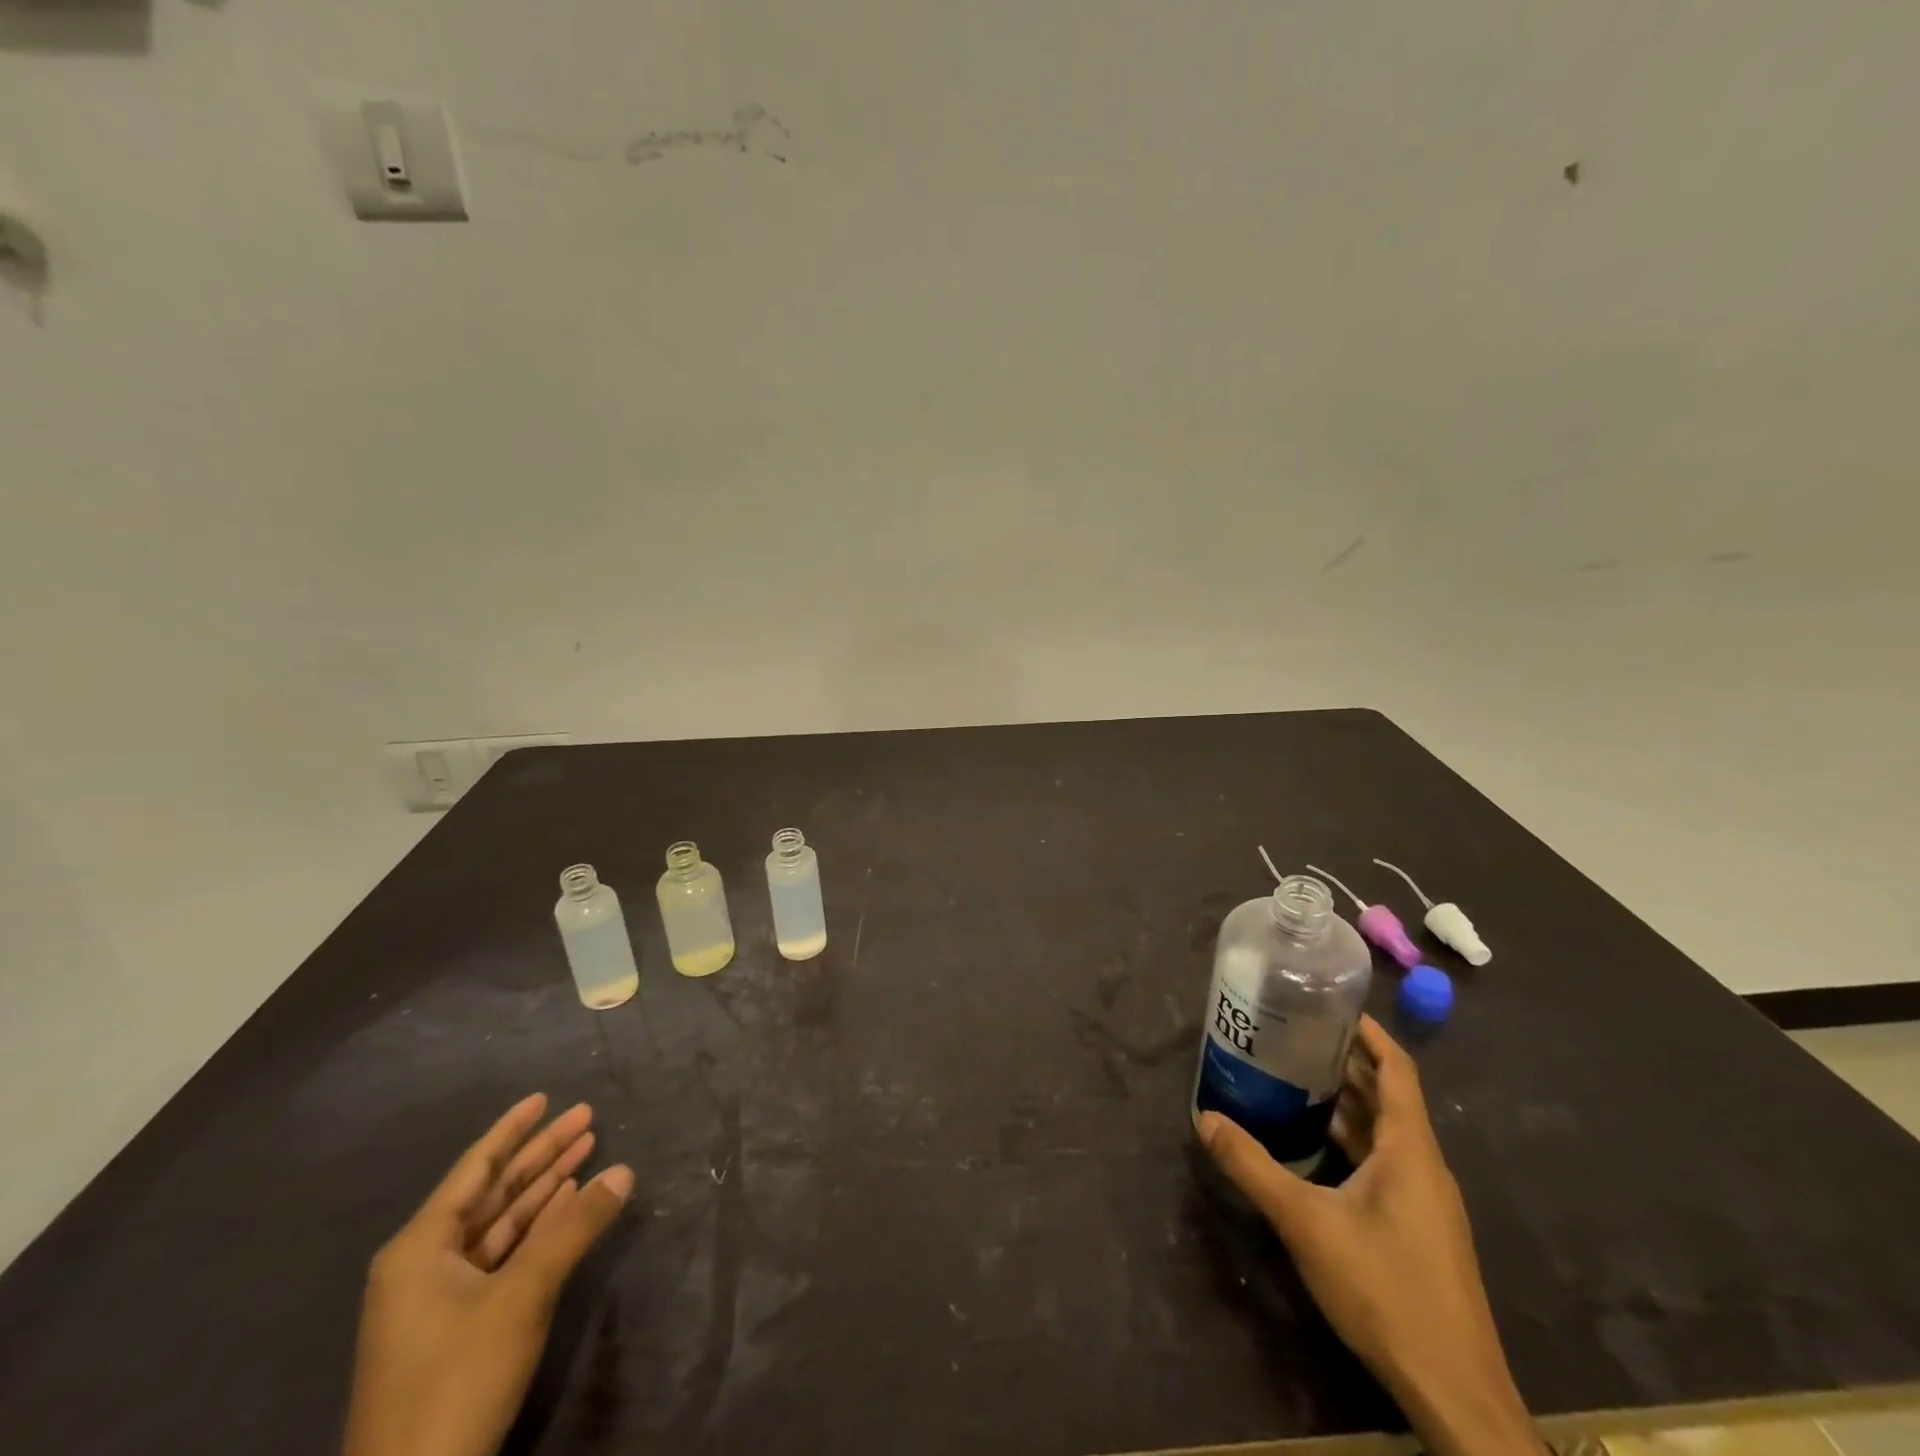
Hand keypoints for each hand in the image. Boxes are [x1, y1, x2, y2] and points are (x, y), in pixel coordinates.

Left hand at [341, 1095, 634, 1455]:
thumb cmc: (456, 1378)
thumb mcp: (521, 1296)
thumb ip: (574, 1228)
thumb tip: (625, 1171)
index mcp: (420, 1247)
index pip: (475, 1168)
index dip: (513, 1130)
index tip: (545, 1096)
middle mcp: (424, 1263)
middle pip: (492, 1191)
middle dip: (541, 1155)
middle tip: (587, 1118)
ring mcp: (437, 1298)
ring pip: (500, 1223)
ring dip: (544, 1190)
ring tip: (588, 1152)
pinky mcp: (456, 1326)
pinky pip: (501, 1256)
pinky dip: (536, 1230)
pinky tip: (568, 1207)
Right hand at [1197, 1017, 1540, 1455]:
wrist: (1455, 1393)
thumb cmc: (1386, 1290)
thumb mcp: (1306, 1223)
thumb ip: (1253, 1167)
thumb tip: (1204, 1119)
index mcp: (1410, 1149)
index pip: (1397, 1068)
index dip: (1369, 1032)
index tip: (1330, 1003)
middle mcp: (1423, 1164)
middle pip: (1387, 1095)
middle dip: (1345, 1061)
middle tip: (1293, 1034)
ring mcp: (1424, 1200)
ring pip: (1384, 1132)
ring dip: (1346, 1102)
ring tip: (1294, 1078)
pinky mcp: (1419, 1229)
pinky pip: (1384, 1163)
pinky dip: (1351, 1141)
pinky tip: (1314, 1147)